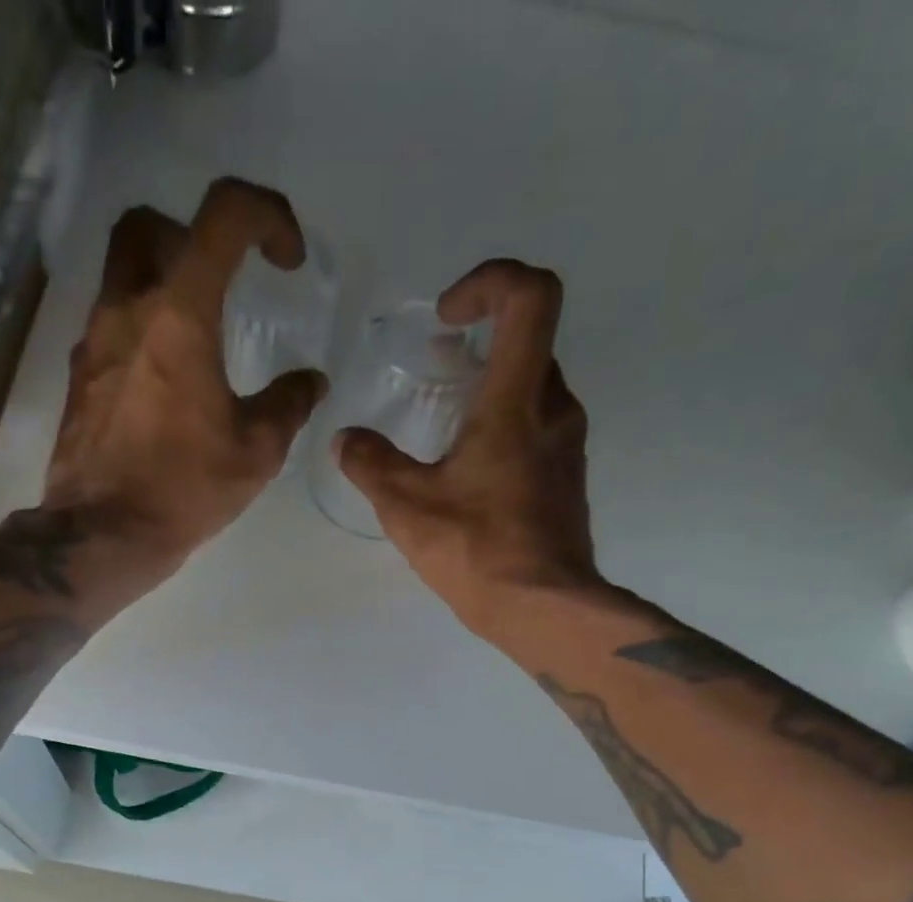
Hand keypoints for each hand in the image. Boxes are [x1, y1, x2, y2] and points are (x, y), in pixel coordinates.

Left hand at [44, 178, 329, 565]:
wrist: (104, 534)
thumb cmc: (183, 489)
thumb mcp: (255, 452)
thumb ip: (288, 404)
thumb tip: (310, 382)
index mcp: (179, 316)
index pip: (223, 214)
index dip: (267, 215)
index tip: (287, 261)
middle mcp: (127, 310)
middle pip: (148, 224)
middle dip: (192, 236)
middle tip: (222, 282)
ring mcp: (94, 342)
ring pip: (121, 274)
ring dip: (163, 283)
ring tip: (197, 339)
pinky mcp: (79, 378)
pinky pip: (110, 326)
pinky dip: (141, 331)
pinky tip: (164, 383)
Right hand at [333, 260, 602, 638]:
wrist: (544, 608)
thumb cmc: (477, 550)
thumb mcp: (407, 507)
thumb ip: (371, 465)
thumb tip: (346, 440)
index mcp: (517, 401)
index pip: (530, 298)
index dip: (490, 283)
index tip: (448, 317)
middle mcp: (554, 410)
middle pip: (530, 340)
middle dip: (481, 340)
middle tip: (435, 367)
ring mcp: (567, 445)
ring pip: (533, 387)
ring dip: (490, 385)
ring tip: (443, 421)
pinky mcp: (566, 478)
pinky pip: (537, 427)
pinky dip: (503, 424)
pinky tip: (466, 470)